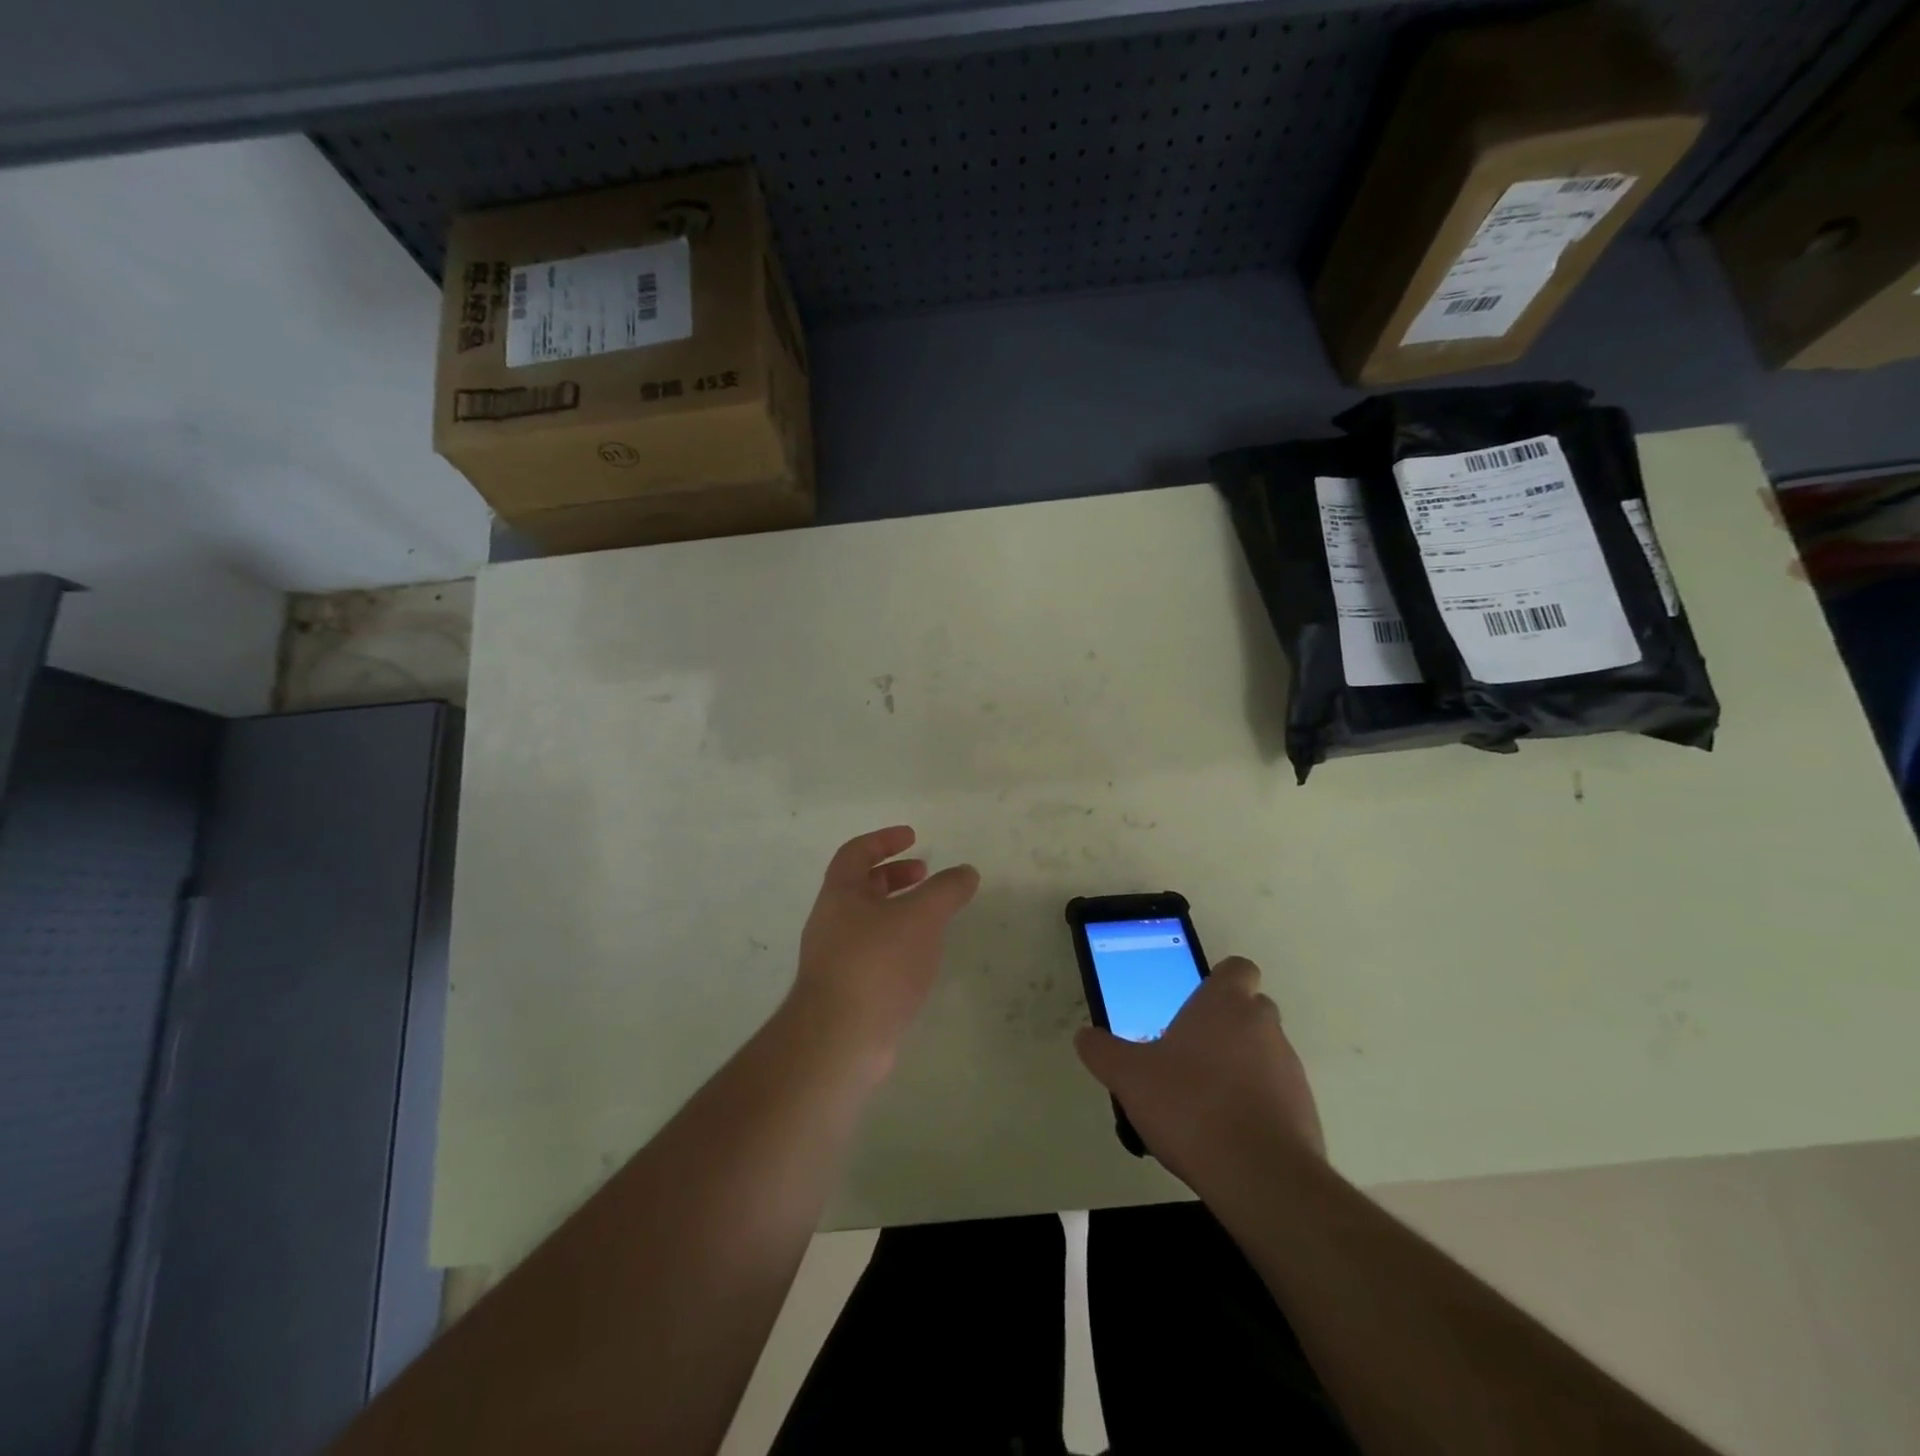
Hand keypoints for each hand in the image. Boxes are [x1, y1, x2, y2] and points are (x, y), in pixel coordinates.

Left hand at [790, 826, 979, 1079]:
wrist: (840, 1040)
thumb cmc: (877, 963)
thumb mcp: (920, 917)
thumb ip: (946, 890)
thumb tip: (966, 872)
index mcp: (839, 894)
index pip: (856, 853)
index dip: (884, 840)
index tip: (913, 837)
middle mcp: (831, 922)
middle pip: (860, 887)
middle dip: (893, 875)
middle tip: (925, 875)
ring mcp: (835, 959)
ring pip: (868, 922)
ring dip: (897, 911)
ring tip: (931, 918)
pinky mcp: (847, 992)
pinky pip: (873, 954)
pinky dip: (898, 944)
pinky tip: (921, 959)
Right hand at [1074, 956, 1323, 1183]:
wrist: (1259, 1176)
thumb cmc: (1190, 1106)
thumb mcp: (1130, 1077)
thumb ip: (1104, 1052)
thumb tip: (1085, 1037)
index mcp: (1225, 1004)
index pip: (1237, 969)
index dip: (1220, 981)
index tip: (1196, 1003)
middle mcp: (1263, 1026)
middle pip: (1251, 1009)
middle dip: (1226, 1025)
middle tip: (1191, 1052)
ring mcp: (1289, 1068)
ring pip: (1264, 1052)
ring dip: (1241, 1065)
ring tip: (1205, 1099)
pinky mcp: (1304, 1110)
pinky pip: (1276, 1093)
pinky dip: (1256, 1103)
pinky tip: (1227, 1131)